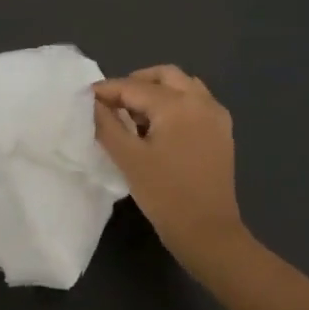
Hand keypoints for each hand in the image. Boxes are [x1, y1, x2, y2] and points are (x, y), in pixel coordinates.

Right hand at [93, 66, 249, 268]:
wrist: (209, 233)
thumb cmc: (165, 196)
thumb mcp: (128, 159)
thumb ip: (107, 125)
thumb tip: (94, 103)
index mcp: (177, 105)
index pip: (134, 87)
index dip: (108, 90)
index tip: (86, 96)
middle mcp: (200, 101)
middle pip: (164, 75)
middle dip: (136, 83)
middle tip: (113, 102)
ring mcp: (216, 115)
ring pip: (183, 85)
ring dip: (158, 90)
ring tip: (137, 115)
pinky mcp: (222, 131)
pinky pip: (197, 101)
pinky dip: (176, 102)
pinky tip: (161, 127)